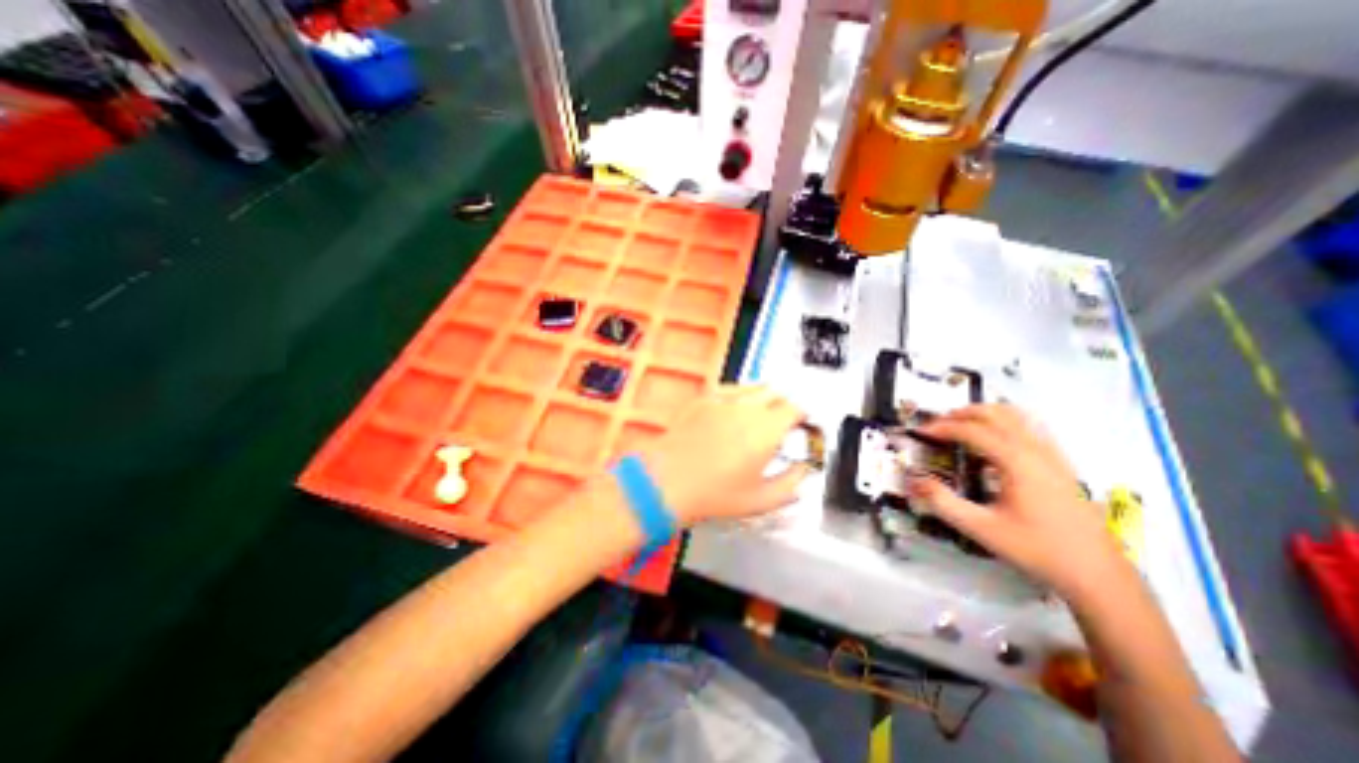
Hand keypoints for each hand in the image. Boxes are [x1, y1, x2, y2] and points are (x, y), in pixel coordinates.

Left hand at [639, 386, 803, 524]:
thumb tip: (803, 471)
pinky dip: (738, 395)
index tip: (801, 424)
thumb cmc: (714, 494)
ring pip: (752, 387)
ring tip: (759, 413)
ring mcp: (722, 399)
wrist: (668, 482)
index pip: (795, 408)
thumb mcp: (761, 500)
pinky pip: (728, 389)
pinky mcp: (702, 399)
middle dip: (784, 404)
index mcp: (767, 429)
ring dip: (762, 397)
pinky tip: (732, 410)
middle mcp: (747, 407)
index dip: (801, 415)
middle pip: (775, 392)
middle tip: (782, 420)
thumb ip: (791, 484)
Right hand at [907, 404, 1132, 602]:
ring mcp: (1052, 455)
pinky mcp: (1061, 464)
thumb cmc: (1037, 550)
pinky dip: (1006, 422)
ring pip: (1016, 416)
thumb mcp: (981, 529)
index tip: (919, 432)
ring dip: (984, 413)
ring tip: (961, 425)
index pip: (971, 430)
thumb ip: (943, 503)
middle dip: (961, 414)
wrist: (1098, 575)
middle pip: (994, 414)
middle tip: (936, 426)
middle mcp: (1035, 450)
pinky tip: (996, 439)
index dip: (941, 427)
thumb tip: (913, 480)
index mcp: (1016, 461)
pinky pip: (1031, 428)